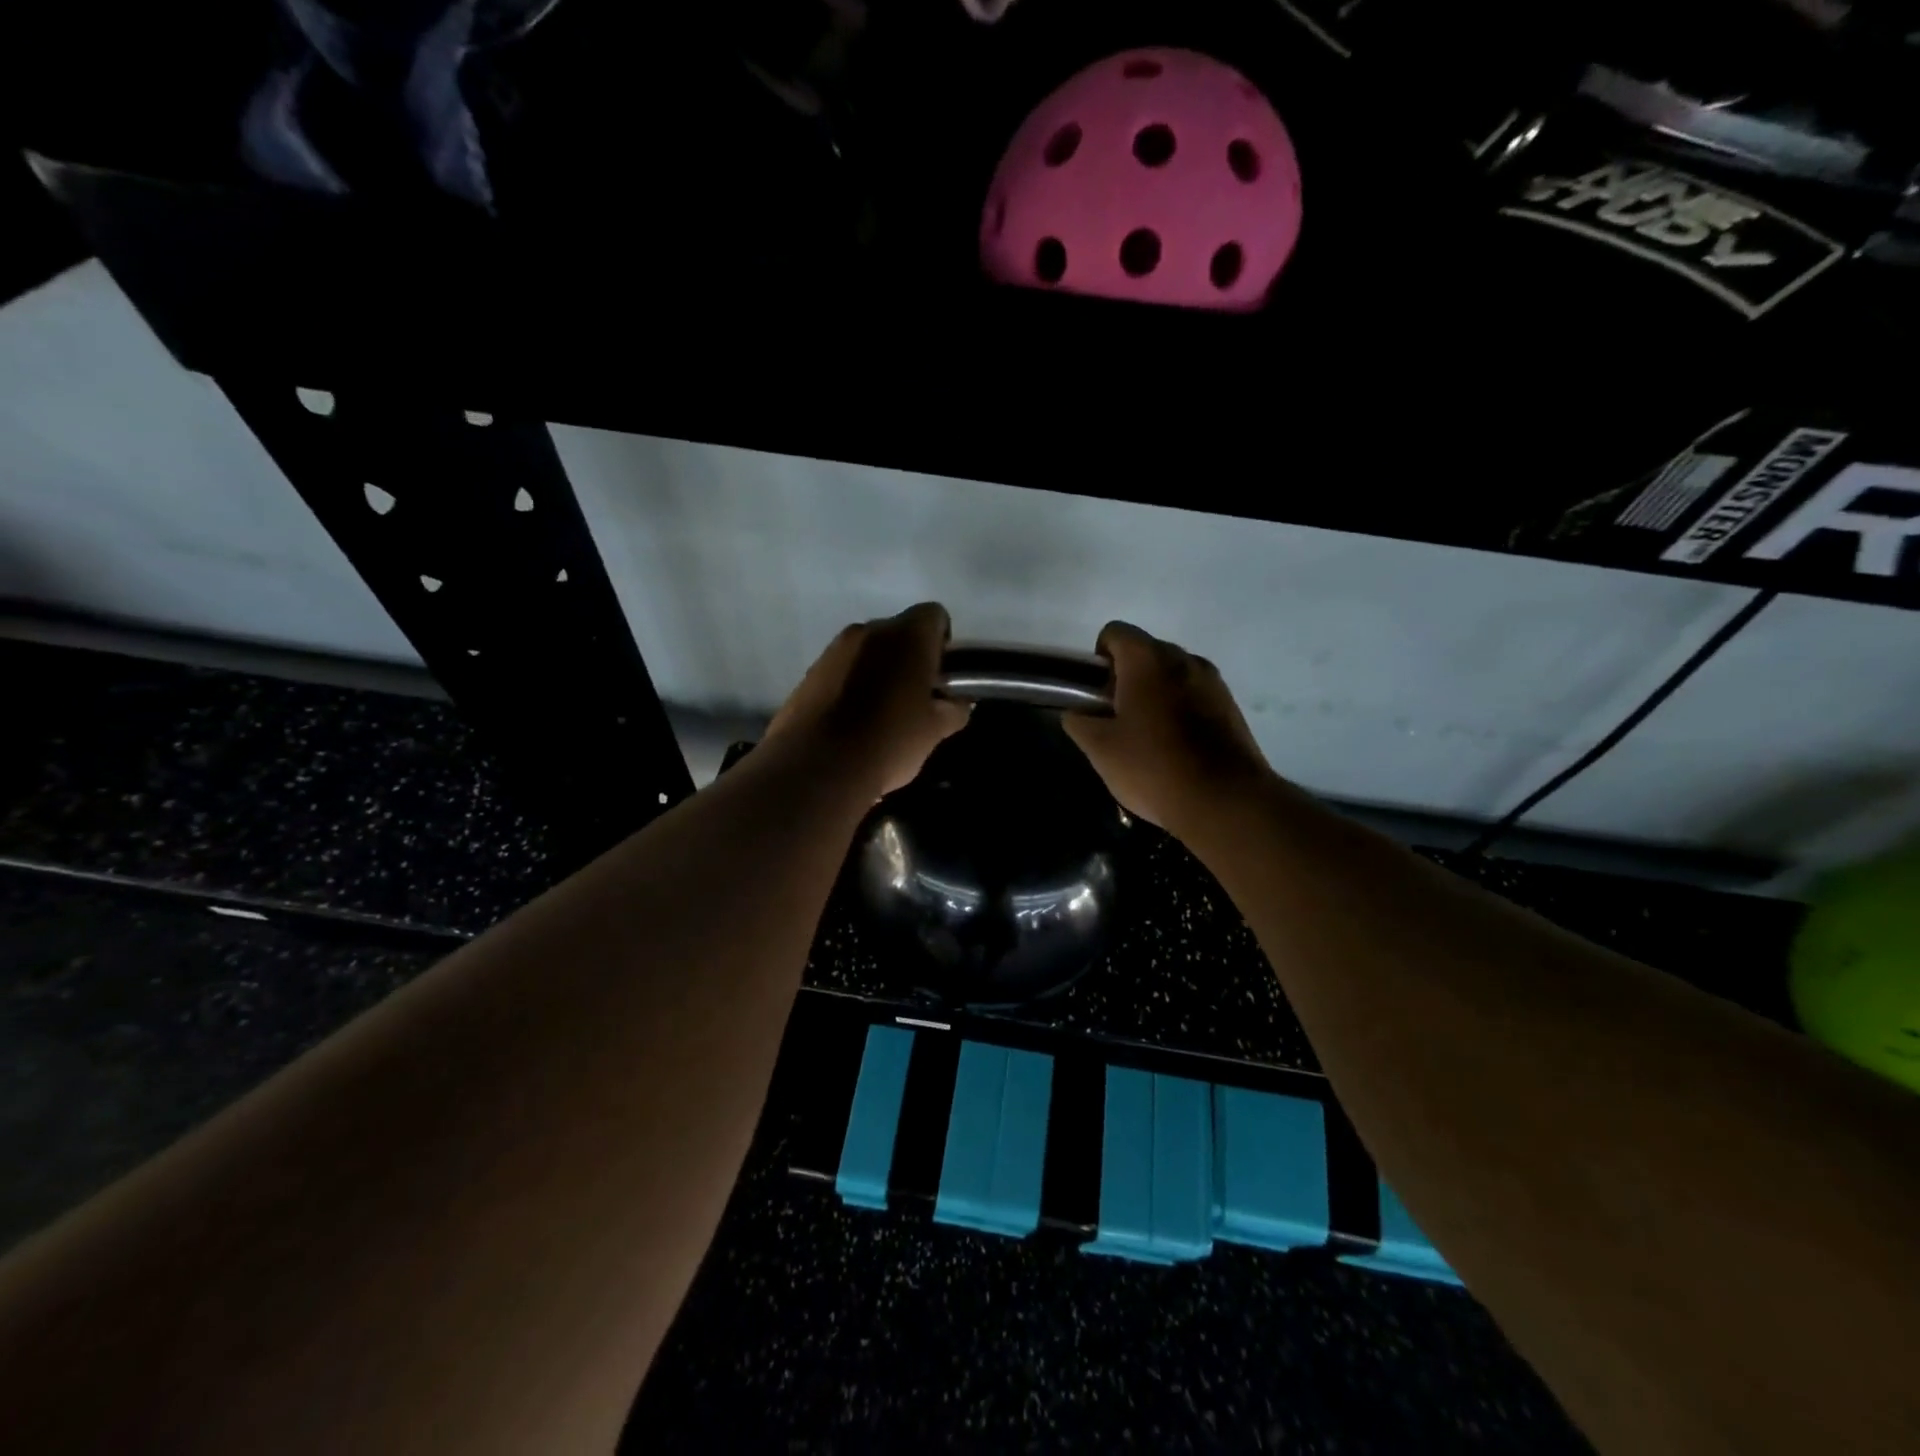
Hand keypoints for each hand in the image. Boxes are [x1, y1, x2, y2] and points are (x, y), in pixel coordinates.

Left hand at [763, 603, 970, 799]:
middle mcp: (869, 630)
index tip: (941, 676)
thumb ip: (954, 708)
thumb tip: (958, 701)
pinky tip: (853, 721)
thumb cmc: (890, 741)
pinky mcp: (810, 672)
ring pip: (869, 651)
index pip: (934, 615)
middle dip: (910, 657)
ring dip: (879, 671)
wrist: (818, 767)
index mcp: (907, 635)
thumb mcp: (936, 730)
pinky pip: (842, 669)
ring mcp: (834, 649)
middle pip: (899, 632)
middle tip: (915, 697)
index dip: (942, 643)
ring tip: (882, 713)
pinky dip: (852, 685)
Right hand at [1062, 621, 1271, 831]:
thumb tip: (1077, 712)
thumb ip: (1079, 722)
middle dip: (1126, 678)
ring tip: (1146, 737)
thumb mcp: (1099, 749)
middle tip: (1116, 719)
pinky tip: (1175, 748)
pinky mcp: (1231, 706)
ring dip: (1154, 694)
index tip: (1097, 695)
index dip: (1098, 659)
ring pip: (1172, 675)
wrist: (1224, 801)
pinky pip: (1195, 695)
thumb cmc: (1153, 767)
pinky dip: (1180, 709)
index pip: (1114, 632)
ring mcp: (1213, 681)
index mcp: (1147, 659)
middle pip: (1145, 652)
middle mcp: (1183, 658)